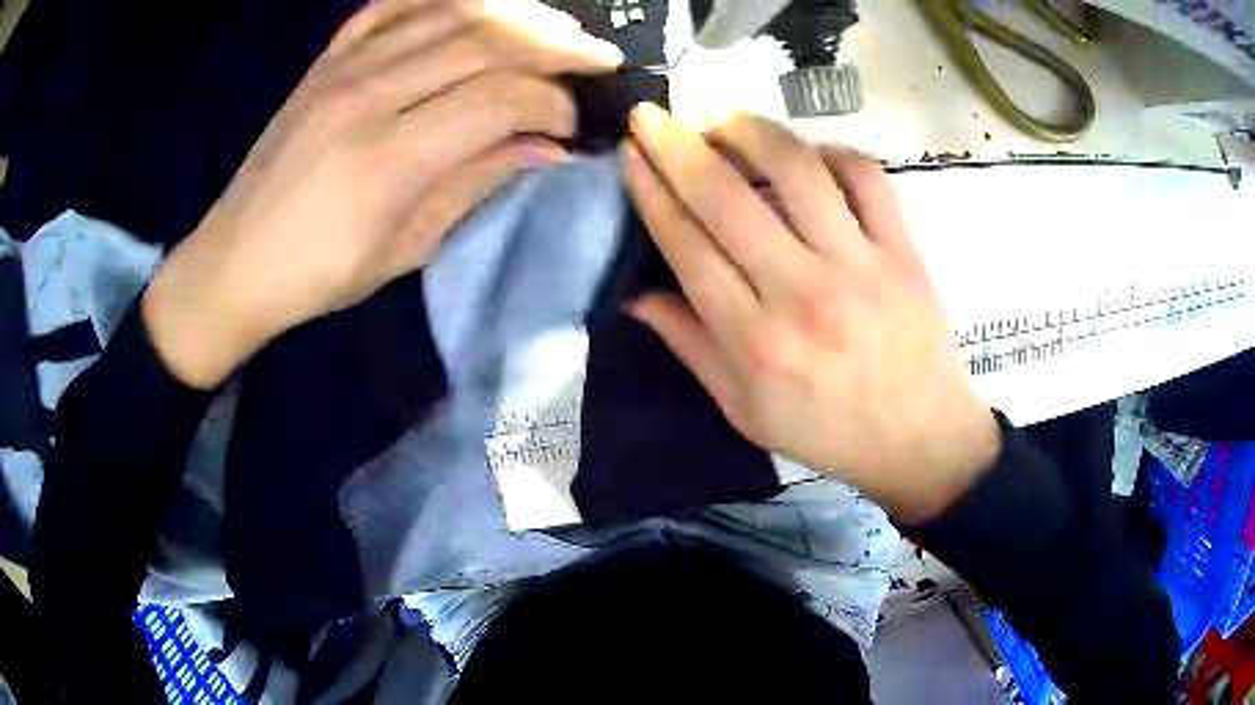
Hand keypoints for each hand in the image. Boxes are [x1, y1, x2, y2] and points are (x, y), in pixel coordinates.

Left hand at [143, 0, 622, 388]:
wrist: (232, 262)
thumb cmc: (317, 276)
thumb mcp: (405, 249)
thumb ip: (476, 184)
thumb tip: (547, 148)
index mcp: (388, 158)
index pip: (500, 99)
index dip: (553, 104)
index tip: (575, 124)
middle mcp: (367, 94)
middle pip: (484, 40)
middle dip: (556, 43)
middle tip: (599, 55)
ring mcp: (342, 68)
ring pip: (448, 11)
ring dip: (515, 13)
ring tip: (557, 27)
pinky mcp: (325, 61)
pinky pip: (392, 5)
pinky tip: (477, 4)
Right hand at [621, 106, 999, 523]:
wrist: (922, 440)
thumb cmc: (828, 433)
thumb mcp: (745, 411)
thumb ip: (690, 347)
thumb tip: (635, 294)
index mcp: (755, 342)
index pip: (687, 245)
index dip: (652, 191)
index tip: (631, 153)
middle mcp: (802, 293)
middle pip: (726, 198)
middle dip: (677, 145)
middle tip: (651, 114)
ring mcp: (860, 265)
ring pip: (797, 170)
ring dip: (749, 132)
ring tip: (722, 121)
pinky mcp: (903, 250)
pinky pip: (867, 177)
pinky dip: (831, 152)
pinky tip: (808, 154)